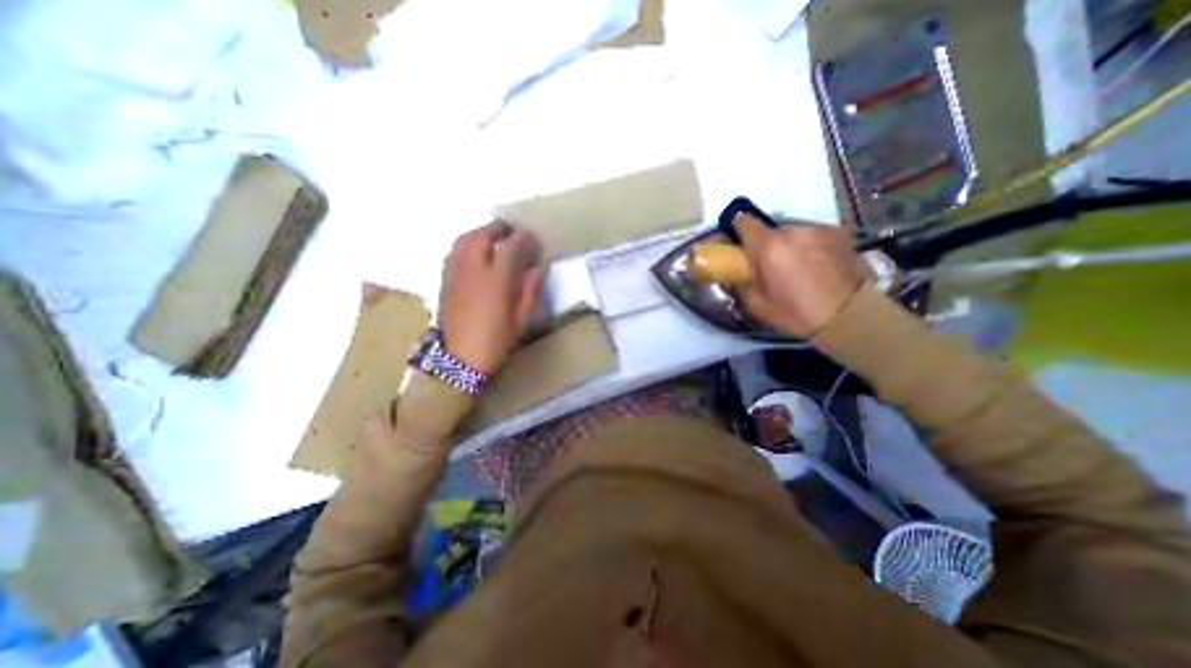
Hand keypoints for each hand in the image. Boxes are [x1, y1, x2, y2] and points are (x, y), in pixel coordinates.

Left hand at [439, 223, 545, 373]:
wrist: (459, 358)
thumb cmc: (496, 340)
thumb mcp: (521, 317)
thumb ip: (530, 288)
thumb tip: (539, 267)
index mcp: (496, 279)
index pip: (511, 246)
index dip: (524, 238)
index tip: (533, 239)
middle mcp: (474, 268)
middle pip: (485, 234)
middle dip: (501, 229)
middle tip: (514, 233)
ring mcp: (456, 271)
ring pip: (466, 238)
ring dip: (483, 232)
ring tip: (496, 238)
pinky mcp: (445, 277)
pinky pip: (456, 249)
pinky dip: (468, 242)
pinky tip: (477, 251)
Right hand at [736, 213, 867, 339]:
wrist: (849, 316)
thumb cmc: (796, 313)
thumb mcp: (757, 306)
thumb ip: (739, 285)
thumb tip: (731, 275)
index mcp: (768, 247)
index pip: (744, 221)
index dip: (738, 229)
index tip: (739, 242)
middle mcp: (792, 231)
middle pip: (770, 230)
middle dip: (767, 244)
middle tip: (771, 265)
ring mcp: (818, 229)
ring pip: (793, 232)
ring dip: (790, 244)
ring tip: (798, 266)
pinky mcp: (839, 233)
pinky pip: (814, 235)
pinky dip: (810, 245)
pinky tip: (817, 264)